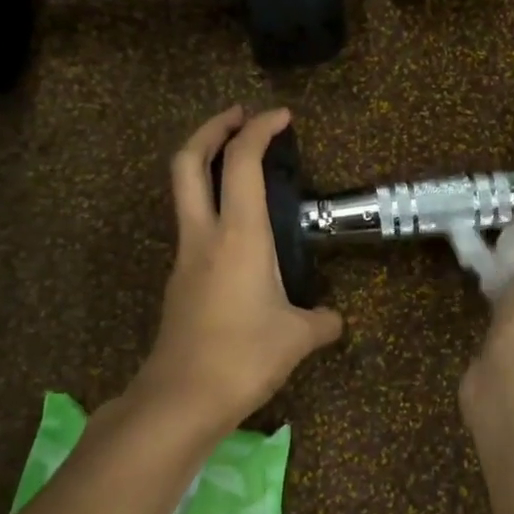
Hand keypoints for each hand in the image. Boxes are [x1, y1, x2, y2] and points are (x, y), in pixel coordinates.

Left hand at [134, 106, 343, 429]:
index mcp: (239, 236)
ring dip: (206, 165)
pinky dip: (211, 206)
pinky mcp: (180, 280)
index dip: (260, 130)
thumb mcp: (298, 338)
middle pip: (188, 160)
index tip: (281, 116)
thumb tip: (333, 319)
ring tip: (240, 165)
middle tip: (239, 116)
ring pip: (184, 191)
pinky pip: (193, 226)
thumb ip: (322, 321)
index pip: (242, 162)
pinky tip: (240, 231)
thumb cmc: (243, 356)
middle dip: (212, 129)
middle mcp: (205, 235)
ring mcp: (185, 257)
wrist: (180, 398)